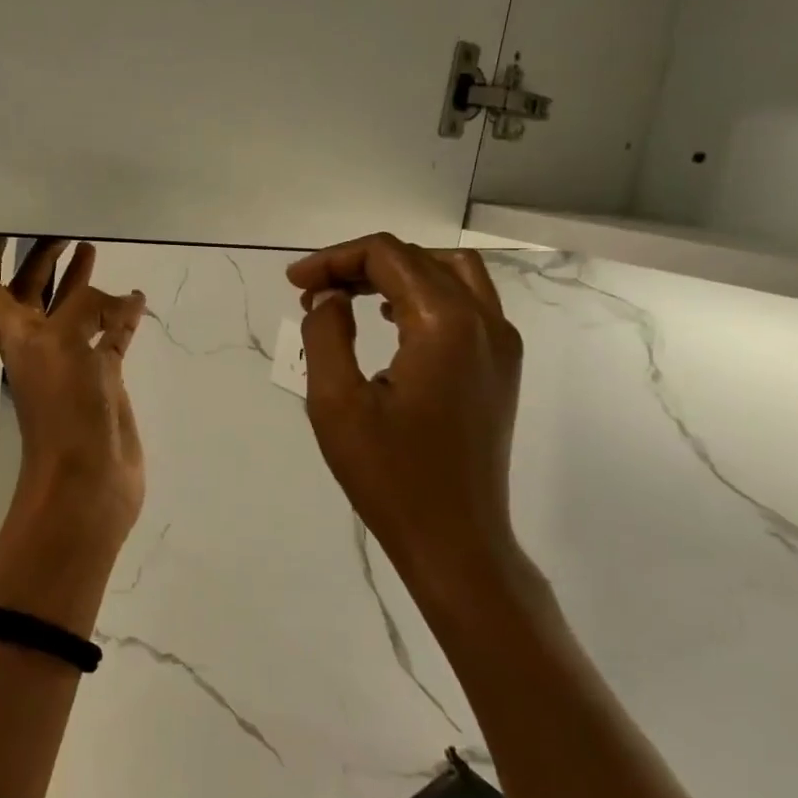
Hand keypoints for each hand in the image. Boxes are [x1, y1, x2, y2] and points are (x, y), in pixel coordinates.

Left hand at [0, 236, 148, 551]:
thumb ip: (86, 307)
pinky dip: (121, 316)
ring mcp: (72, 360)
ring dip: (78, 281)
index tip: (2, 220)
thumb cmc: (64, 408)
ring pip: (73, 311)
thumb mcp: (64, 342)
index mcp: (16, 333)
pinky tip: (137, 298)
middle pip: (32, 291)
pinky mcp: (103, 377)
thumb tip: (122, 300)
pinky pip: (111, 336)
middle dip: (42, 258)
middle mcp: (39, 342)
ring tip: (92, 246)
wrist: (88, 480)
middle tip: (64, 226)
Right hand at [287, 233, 526, 598]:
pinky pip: (466, 303)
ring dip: (397, 273)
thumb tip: (328, 298)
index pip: (387, 256)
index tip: (295, 284)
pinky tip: (390, 319)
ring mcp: (502, 344)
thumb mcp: (336, 403)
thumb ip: (325, 334)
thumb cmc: (390, 476)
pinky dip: (425, 294)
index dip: (334, 259)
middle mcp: (485, 321)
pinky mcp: (502, 367)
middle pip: (417, 259)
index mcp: (445, 324)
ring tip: (350, 296)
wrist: (455, 541)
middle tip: (314, 292)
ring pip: (450, 273)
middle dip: (359, 264)